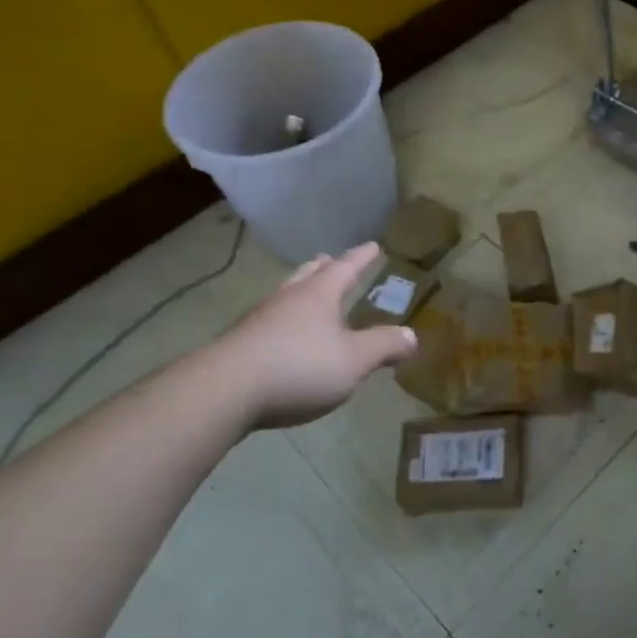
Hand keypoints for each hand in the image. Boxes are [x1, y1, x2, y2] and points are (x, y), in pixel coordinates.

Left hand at [214, 243, 417, 429]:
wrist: (224, 392)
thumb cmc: (299, 367)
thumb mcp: (354, 360)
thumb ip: (384, 346)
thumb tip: (412, 335)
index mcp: (318, 295)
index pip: (345, 268)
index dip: (361, 257)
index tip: (373, 245)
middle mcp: (287, 299)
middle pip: (307, 275)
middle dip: (322, 268)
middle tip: (329, 260)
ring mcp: (258, 320)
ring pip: (284, 296)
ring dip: (298, 291)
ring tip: (305, 294)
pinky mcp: (237, 345)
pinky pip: (267, 322)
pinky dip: (281, 320)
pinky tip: (281, 336)